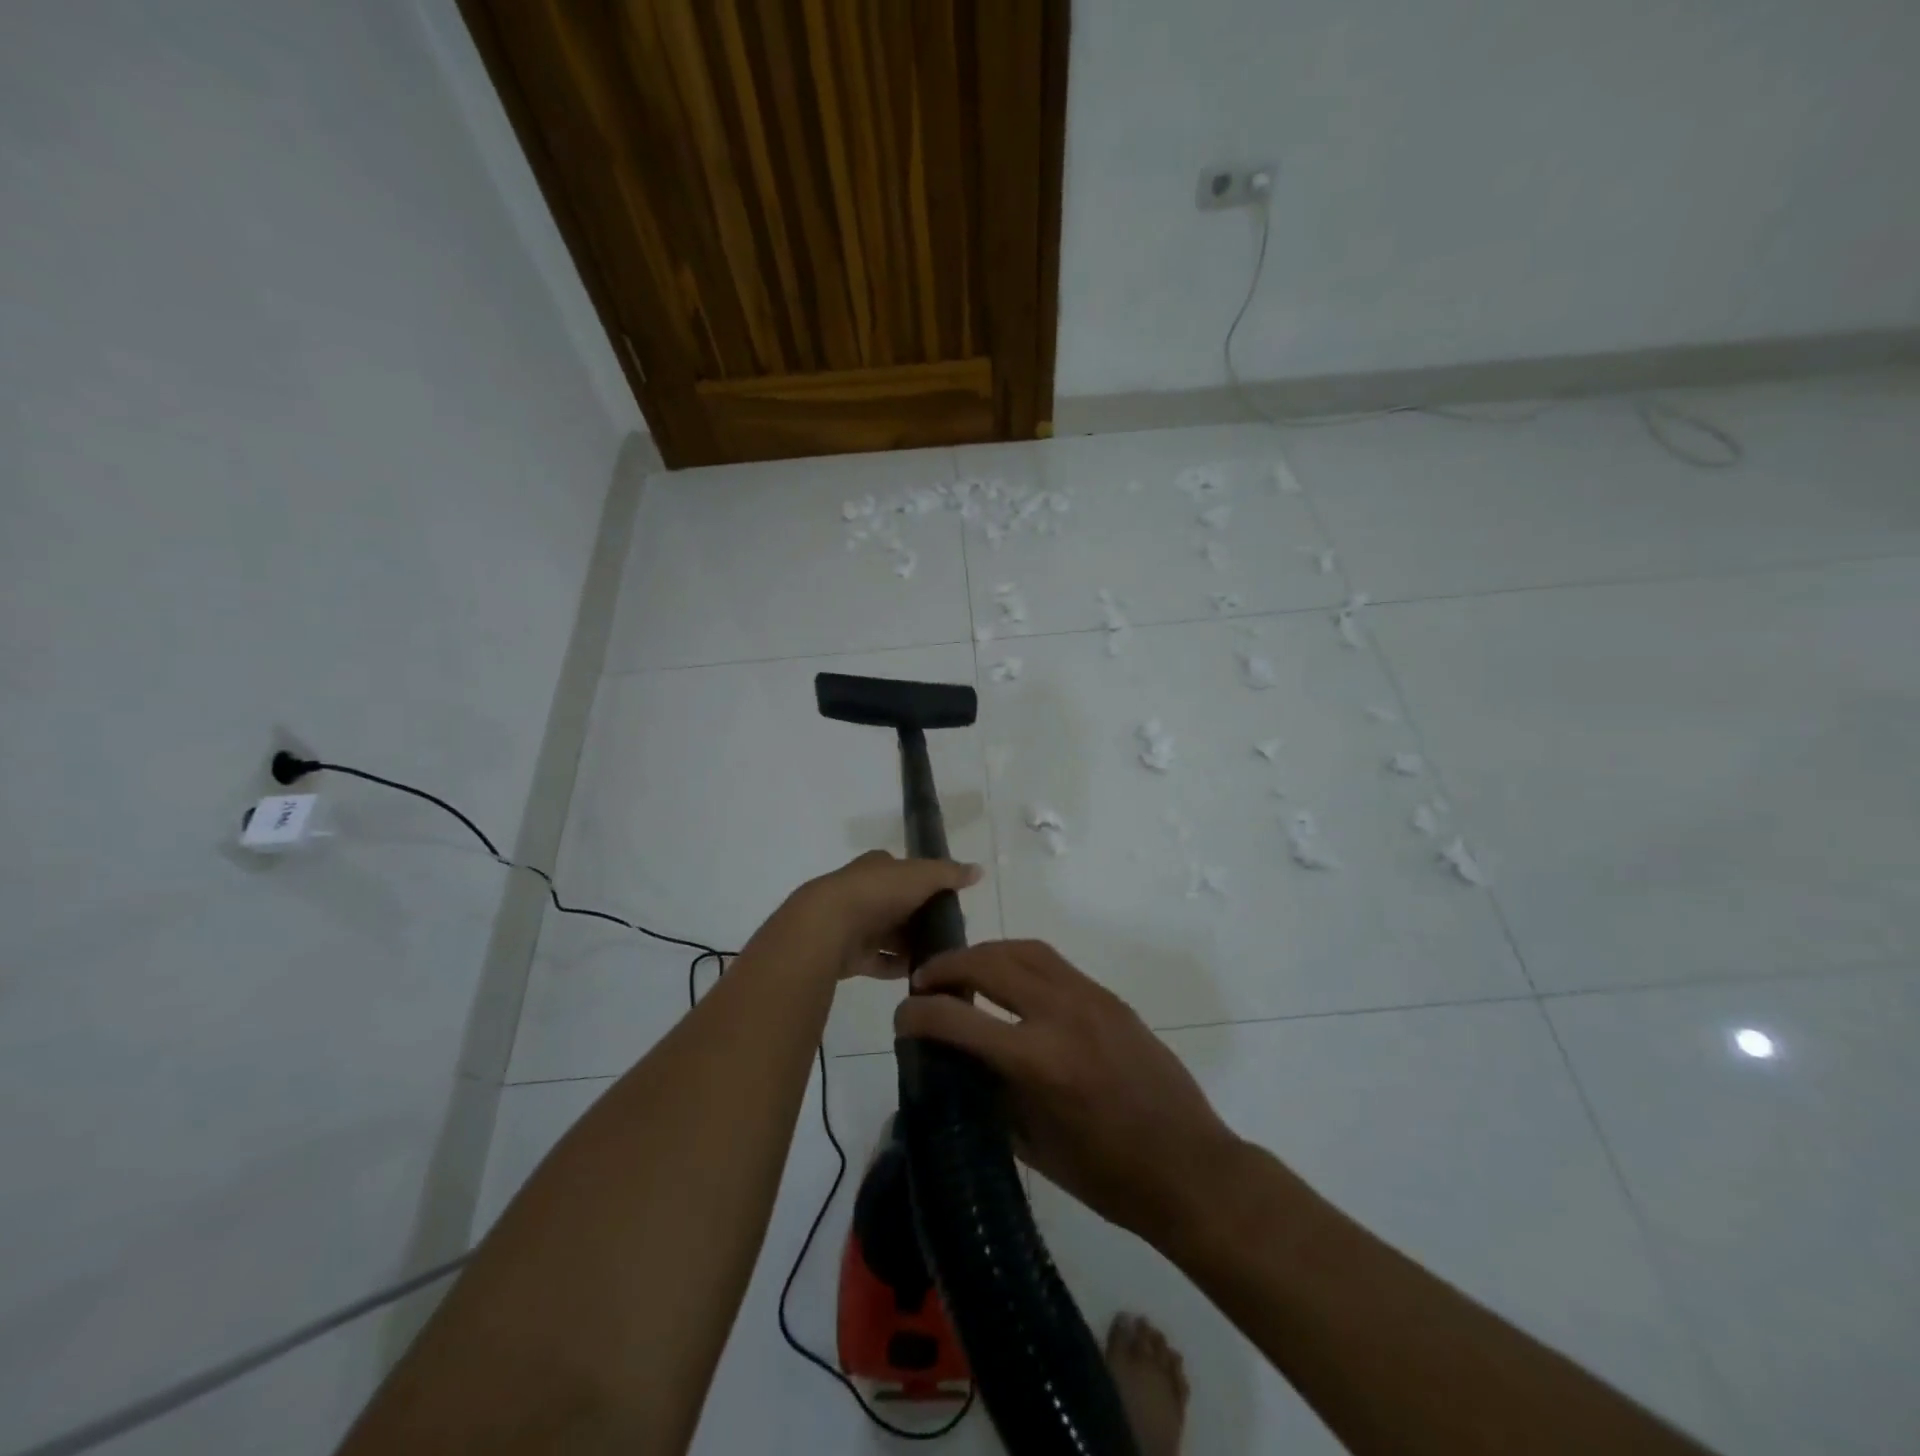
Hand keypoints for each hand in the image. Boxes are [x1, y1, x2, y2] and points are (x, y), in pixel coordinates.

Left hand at [769, 850, 981, 980]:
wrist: (827, 926)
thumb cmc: (877, 892)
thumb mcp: (921, 876)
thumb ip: (950, 874)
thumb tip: (979, 870)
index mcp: (876, 867)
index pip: (904, 871)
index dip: (924, 883)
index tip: (948, 902)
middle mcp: (863, 891)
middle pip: (898, 905)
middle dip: (920, 919)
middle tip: (949, 934)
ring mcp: (853, 924)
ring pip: (888, 935)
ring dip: (909, 946)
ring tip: (939, 959)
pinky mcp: (848, 954)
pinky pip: (878, 961)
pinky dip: (896, 967)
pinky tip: (918, 975)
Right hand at [894, 940, 1242, 1249]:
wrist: (1189, 1167)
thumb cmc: (1108, 1177)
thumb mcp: (1034, 1146)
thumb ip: (991, 1095)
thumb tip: (958, 1065)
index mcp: (1039, 1062)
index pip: (960, 1020)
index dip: (920, 1014)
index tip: (901, 1017)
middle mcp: (1062, 1014)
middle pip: (990, 964)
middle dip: (948, 967)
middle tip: (925, 981)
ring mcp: (1090, 998)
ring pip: (1024, 949)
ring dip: (985, 953)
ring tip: (962, 971)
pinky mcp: (1109, 997)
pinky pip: (1054, 963)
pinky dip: (1019, 960)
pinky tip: (1009, 981)